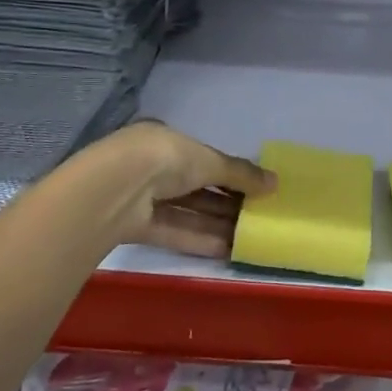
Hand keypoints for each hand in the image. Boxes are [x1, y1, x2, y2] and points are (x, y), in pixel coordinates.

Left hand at [103, 122, 274, 256]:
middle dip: (224, 202)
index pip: (201, 158)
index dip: (227, 174)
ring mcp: (140, 197)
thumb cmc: (166, 158)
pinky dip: (197, 239)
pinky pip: (171, 230)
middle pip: (194, 187)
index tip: (252, 190)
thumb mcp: (209, 160)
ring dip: (214, 224)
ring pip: (184, 211)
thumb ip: (240, 173)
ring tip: (246, 238)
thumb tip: (275, 182)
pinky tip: (224, 249)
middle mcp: (151, 166)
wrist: (116, 187)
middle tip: (254, 217)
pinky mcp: (133, 225)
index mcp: (165, 141)